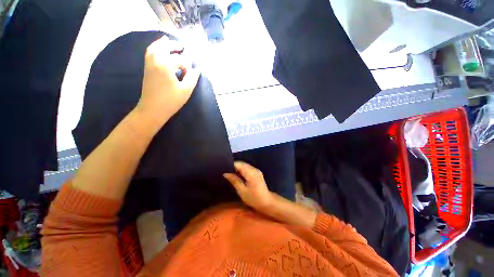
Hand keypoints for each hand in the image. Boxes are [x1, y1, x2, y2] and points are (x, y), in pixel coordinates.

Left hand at [135, 36, 199, 127]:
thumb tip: (198, 70)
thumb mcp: (185, 90)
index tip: (189, 75)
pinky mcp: (147, 70)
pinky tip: (158, 51)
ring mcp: (149, 65)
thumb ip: (192, 78)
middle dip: (173, 45)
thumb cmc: (170, 101)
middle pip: (163, 47)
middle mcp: (155, 61)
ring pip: (154, 48)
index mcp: (165, 65)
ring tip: (167, 41)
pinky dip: (154, 49)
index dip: (186, 66)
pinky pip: (149, 54)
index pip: (179, 60)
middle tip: (181, 46)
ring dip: (161, 44)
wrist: (152, 110)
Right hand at [224, 162, 273, 210]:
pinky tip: (238, 176)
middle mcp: (254, 169)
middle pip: (242, 163)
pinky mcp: (257, 172)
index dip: (231, 165)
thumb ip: (234, 180)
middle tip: (226, 172)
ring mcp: (256, 170)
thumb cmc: (253, 198)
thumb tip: (225, 173)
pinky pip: (248, 168)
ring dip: (238, 168)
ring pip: (244, 165)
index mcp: (250, 172)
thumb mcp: (242, 191)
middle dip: (234, 166)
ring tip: (230, 174)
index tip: (224, 169)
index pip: (239, 164)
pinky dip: (242, 170)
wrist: (267, 202)